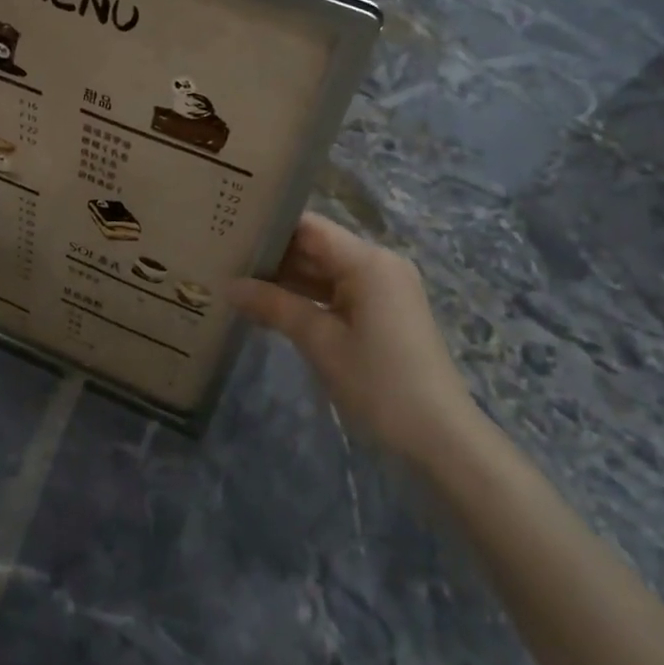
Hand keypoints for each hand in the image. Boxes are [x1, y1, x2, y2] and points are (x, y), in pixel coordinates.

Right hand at [230, 213, 478, 465]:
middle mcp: (379, 264)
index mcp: (368, 260)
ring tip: (237, 281)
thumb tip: (229, 285)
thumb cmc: (378, 383)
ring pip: (326, 272)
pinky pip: (339, 292)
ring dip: (288, 279)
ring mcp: (384, 289)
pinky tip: (272, 307)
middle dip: (274, 255)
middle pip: (317, 247)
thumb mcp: (320, 342)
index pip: (309, 227)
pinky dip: (308, 298)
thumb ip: (274, 306)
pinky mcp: (384, 312)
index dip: (269, 228)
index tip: (229, 232)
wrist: (439, 436)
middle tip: (224, 260)